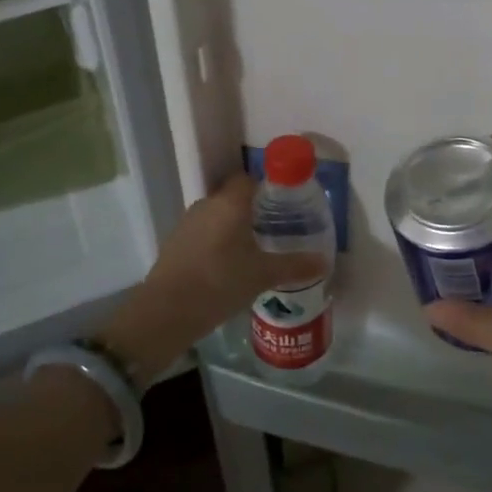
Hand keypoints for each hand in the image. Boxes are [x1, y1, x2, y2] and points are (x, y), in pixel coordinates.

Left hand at [98, 173, 325, 384]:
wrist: (166, 312)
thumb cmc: (220, 283)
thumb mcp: (263, 275)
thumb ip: (294, 266)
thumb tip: (325, 262)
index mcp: (230, 203)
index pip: (249, 179)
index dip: (266, 188)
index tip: (283, 205)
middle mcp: (207, 204)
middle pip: (233, 197)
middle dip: (252, 210)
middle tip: (274, 231)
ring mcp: (187, 223)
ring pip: (216, 216)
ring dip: (232, 228)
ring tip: (253, 251)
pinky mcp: (174, 243)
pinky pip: (202, 234)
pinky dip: (215, 243)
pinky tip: (227, 267)